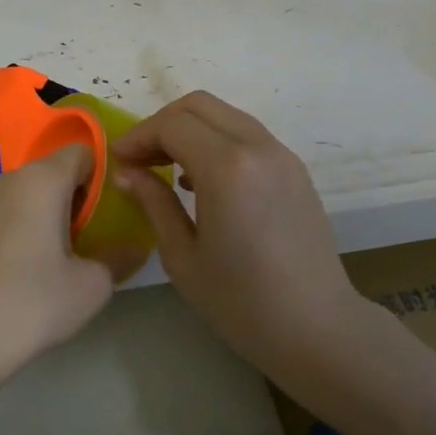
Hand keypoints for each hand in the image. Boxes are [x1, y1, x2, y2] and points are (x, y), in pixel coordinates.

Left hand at [0, 145, 134, 392]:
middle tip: (75, 237)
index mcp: (44, 182)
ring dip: (26, 202)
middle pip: (45, 172)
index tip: (102, 208)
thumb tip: (134, 246)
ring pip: (9, 187)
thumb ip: (118, 258)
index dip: (95, 175)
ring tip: (34, 242)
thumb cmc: (35, 305)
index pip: (79, 154)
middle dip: (63, 194)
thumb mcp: (93, 286)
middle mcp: (6, 180)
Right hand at [111, 91, 363, 365]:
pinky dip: (216, 140)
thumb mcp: (183, 256)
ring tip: (165, 168)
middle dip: (161, 124)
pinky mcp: (294, 169)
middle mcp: (258, 147)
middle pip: (199, 105)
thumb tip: (127, 173)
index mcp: (227, 168)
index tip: (117, 161)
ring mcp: (282, 155)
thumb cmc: (241, 302)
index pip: (172, 125)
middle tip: (139, 159)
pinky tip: (201, 180)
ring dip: (190, 129)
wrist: (318, 329)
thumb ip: (153, 203)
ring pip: (225, 115)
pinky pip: (247, 135)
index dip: (138, 136)